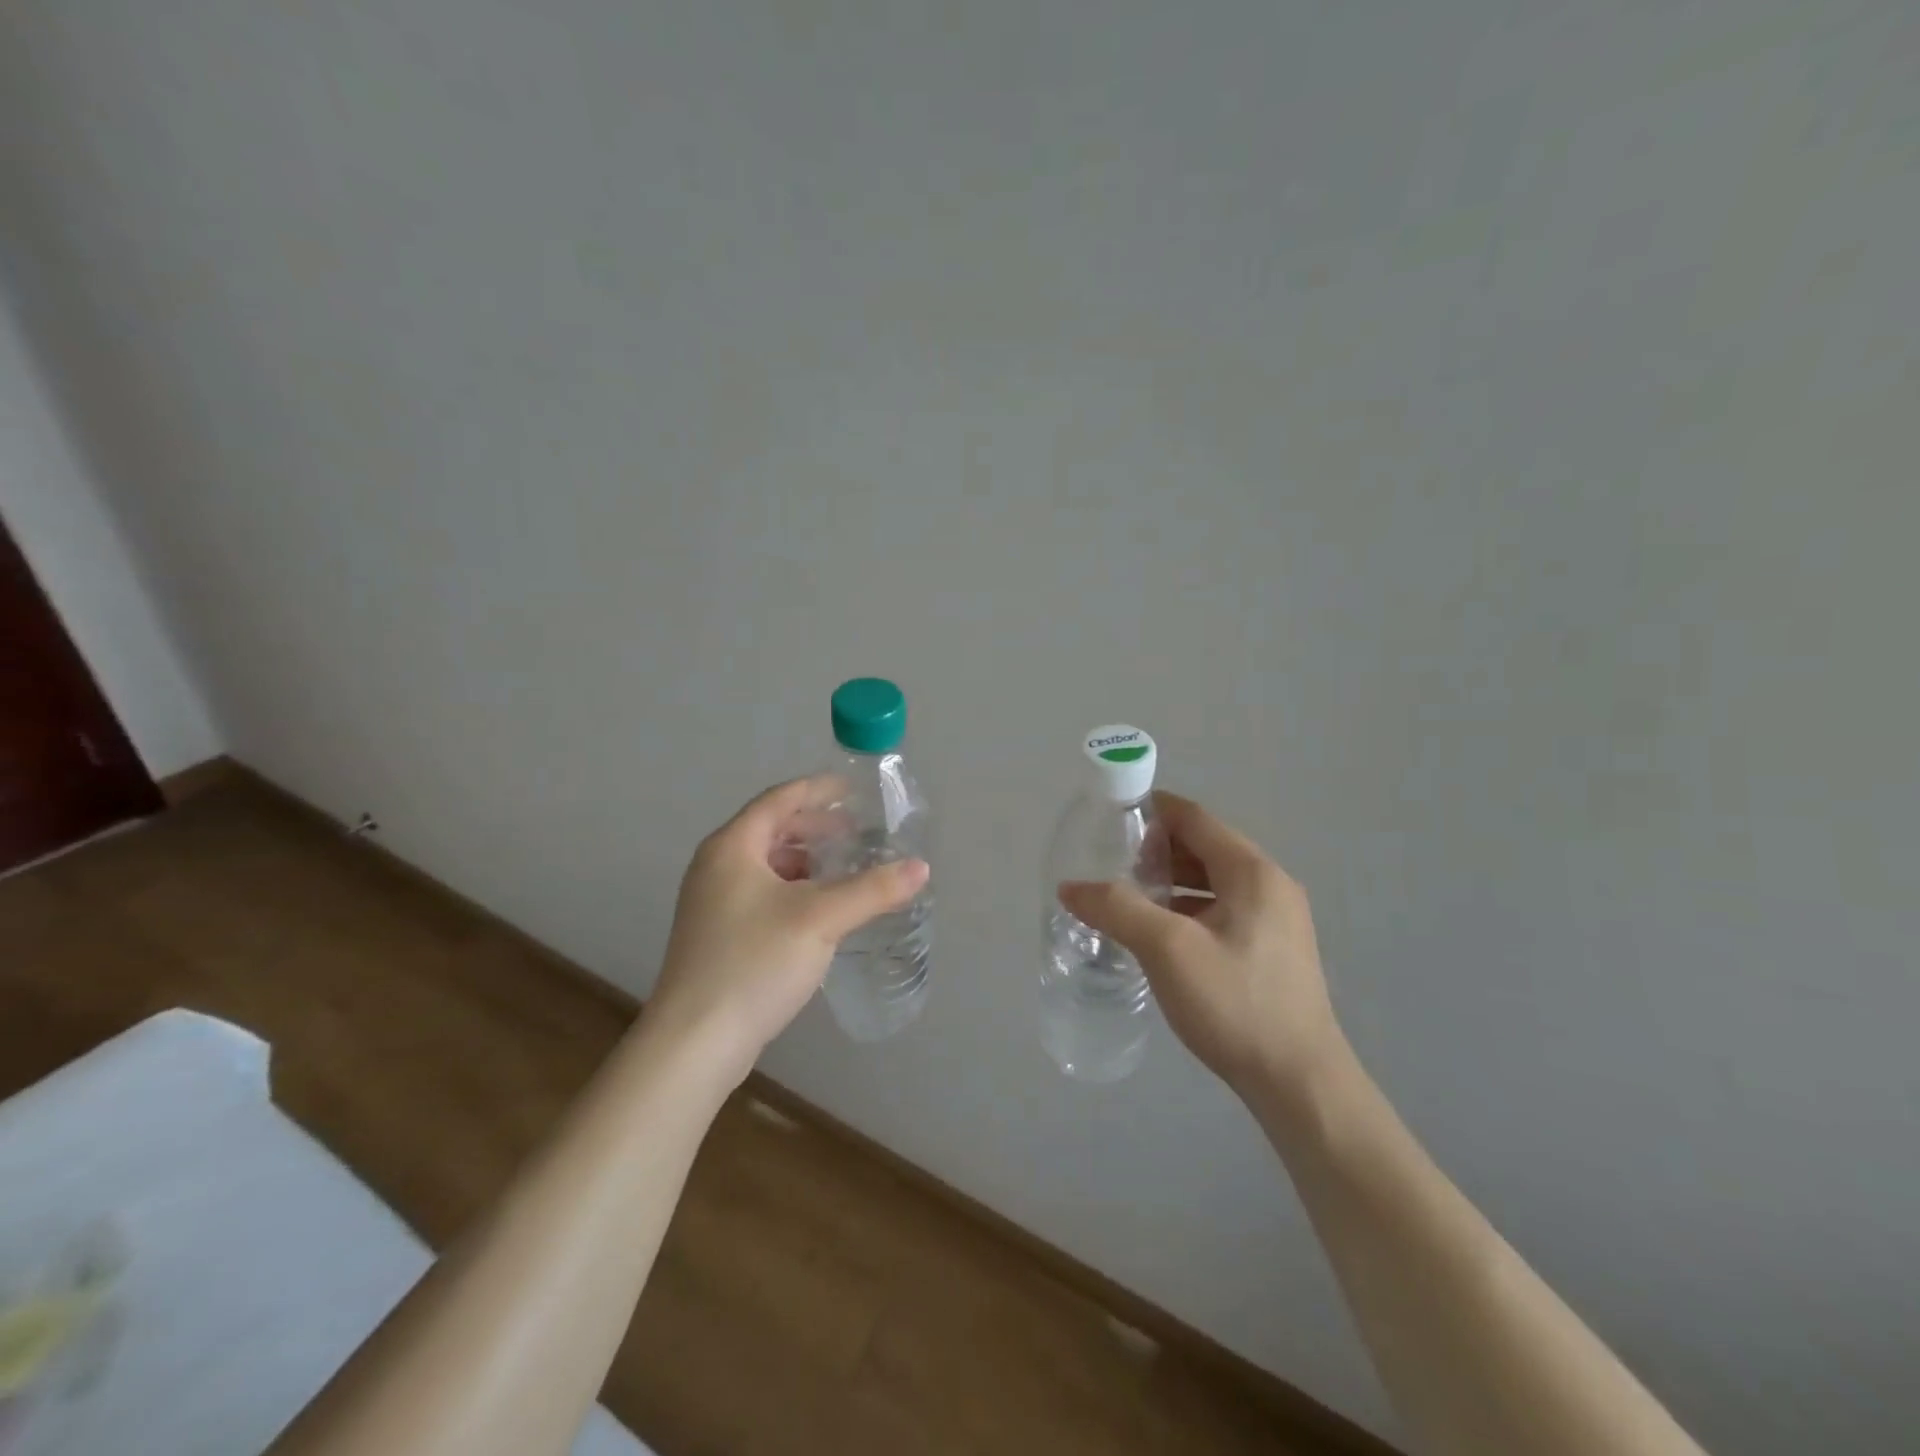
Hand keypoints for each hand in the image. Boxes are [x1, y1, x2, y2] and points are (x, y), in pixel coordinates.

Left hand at [649, 776, 928, 1082]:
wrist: (694, 1042)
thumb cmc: (753, 962)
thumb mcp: (820, 919)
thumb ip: (872, 889)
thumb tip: (920, 868)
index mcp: (732, 847)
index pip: (779, 800)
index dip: (817, 790)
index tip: (853, 789)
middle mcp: (716, 867)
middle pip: (771, 830)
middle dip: (816, 828)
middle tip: (858, 832)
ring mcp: (713, 904)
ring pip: (768, 866)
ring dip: (806, 861)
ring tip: (845, 869)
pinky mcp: (718, 936)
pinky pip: (763, 894)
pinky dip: (795, 890)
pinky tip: (820, 911)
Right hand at [1058, 793, 1341, 1100]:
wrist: (1299, 1083)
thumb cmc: (1235, 1003)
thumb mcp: (1167, 950)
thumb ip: (1116, 908)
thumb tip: (1070, 887)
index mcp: (1252, 872)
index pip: (1195, 818)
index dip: (1152, 810)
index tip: (1111, 818)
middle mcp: (1270, 885)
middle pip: (1204, 847)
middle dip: (1156, 850)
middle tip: (1111, 864)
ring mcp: (1276, 919)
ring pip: (1212, 881)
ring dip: (1171, 881)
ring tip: (1128, 897)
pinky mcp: (1272, 950)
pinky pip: (1222, 909)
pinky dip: (1188, 908)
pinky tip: (1160, 933)